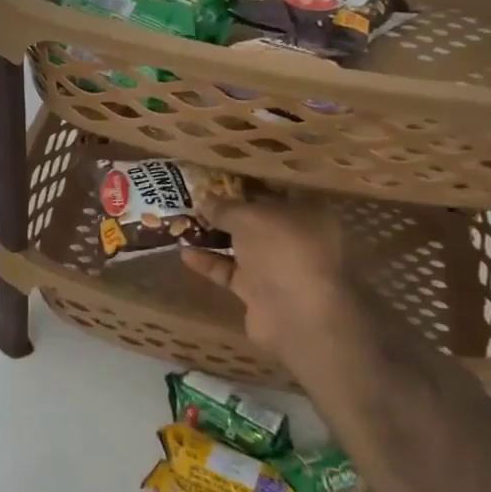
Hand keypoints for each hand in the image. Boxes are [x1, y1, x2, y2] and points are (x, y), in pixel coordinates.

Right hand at [181, 196, 357, 375]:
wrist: (298, 314)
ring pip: (243, 247)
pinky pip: (231, 272)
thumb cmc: (283, 249)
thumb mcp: (249, 217)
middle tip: (196, 198)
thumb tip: (204, 199)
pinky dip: (210, 263)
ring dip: (215, 237)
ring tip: (183, 223)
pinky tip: (184, 252)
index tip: (220, 177)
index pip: (277, 189)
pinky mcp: (260, 292)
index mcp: (307, 211)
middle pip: (258, 219)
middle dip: (228, 211)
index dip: (249, 182)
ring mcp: (279, 267)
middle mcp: (296, 237)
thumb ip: (225, 208)